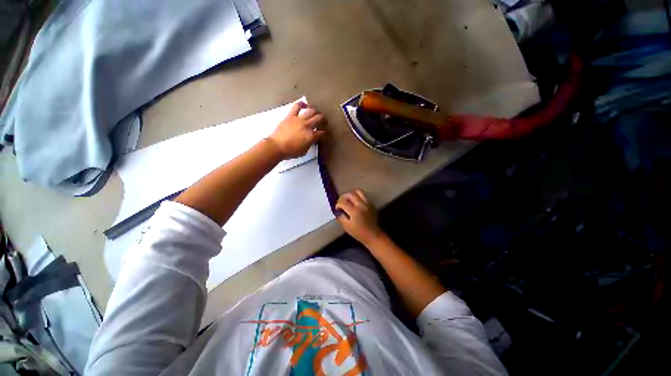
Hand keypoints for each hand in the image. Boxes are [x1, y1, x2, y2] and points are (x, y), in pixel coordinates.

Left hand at [268, 102, 325, 158]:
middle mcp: (307, 126)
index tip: (323, 133)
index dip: (324, 133)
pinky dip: (302, 104)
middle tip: (323, 120)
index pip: (321, 133)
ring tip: (316, 112)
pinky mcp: (291, 116)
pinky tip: (304, 104)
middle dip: (323, 119)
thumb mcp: (304, 151)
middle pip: (319, 119)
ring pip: (311, 111)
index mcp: (311, 136)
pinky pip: (297, 106)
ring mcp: (299, 120)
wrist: (276, 147)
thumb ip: (309, 144)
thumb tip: (311, 140)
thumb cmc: (290, 151)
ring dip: (315, 111)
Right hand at [336, 190, 384, 244]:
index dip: (338, 204)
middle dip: (343, 197)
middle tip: (341, 202)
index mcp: (354, 211)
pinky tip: (355, 203)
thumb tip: (338, 211)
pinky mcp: (371, 204)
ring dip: (351, 194)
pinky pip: (363, 196)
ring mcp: (367, 203)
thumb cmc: (358, 233)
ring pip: (358, 192)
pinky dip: (358, 197)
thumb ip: (341, 217)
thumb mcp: (347, 227)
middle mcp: (361, 205)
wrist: (373, 235)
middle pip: (350, 194)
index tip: (337, 208)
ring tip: (348, 200)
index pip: (343, 202)